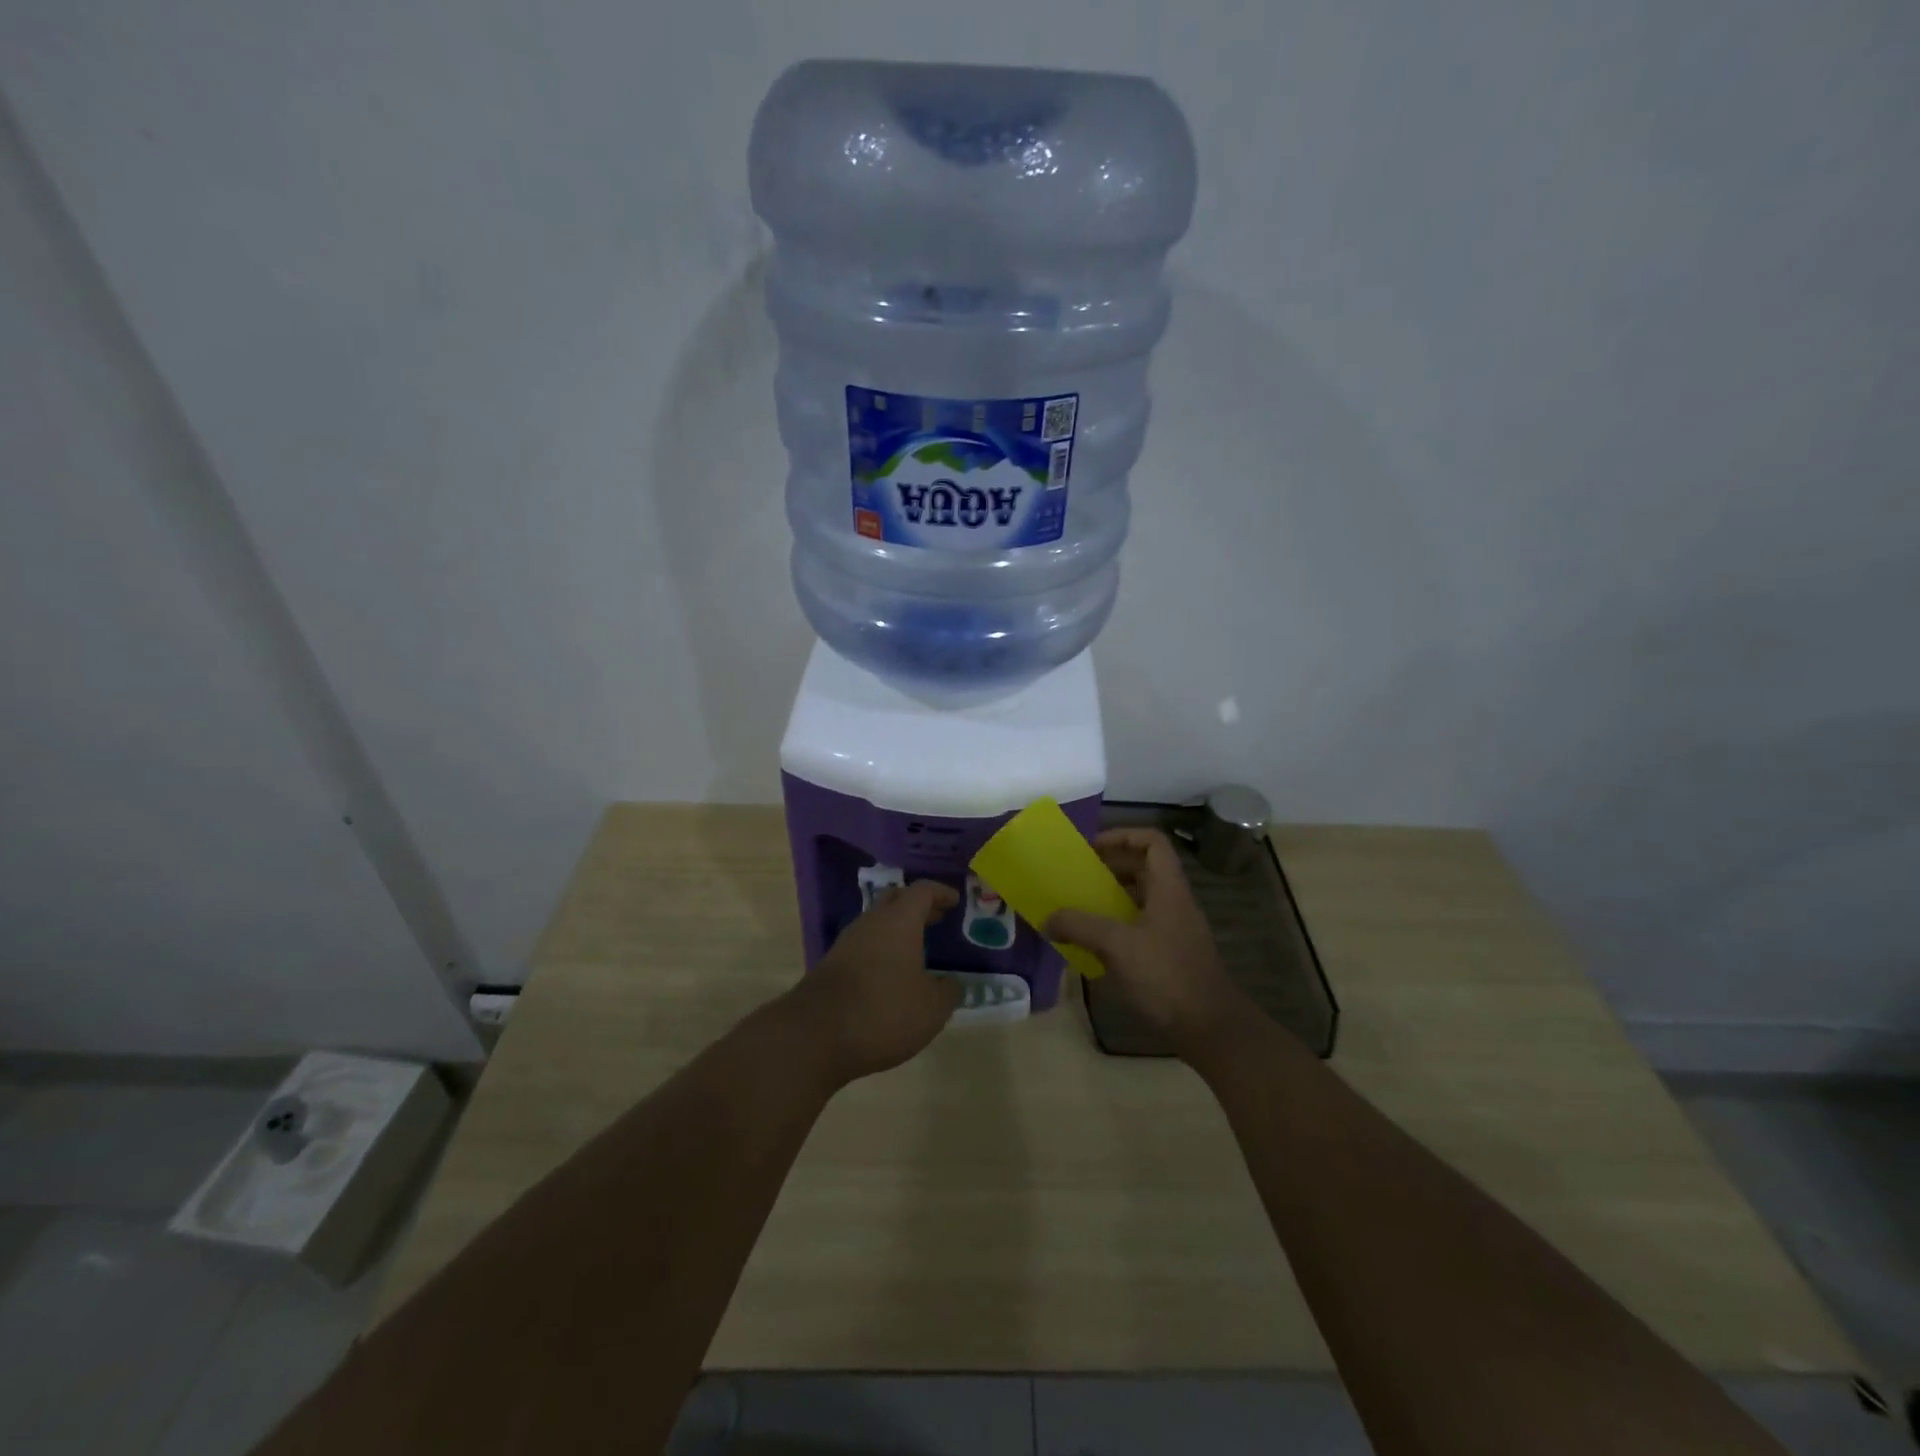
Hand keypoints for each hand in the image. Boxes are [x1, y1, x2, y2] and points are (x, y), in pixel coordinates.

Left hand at [781, 880, 962, 1086]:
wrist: (814, 1036)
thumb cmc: (883, 1012)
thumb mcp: (931, 1009)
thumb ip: (947, 992)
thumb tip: (950, 984)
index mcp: (899, 921)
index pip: (922, 891)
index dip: (940, 892)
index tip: (955, 901)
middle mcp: (871, 922)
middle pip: (895, 899)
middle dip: (917, 906)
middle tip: (936, 917)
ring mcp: (847, 943)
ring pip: (876, 922)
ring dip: (897, 929)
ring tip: (916, 947)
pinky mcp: (831, 966)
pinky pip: (863, 945)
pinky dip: (881, 950)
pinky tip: (890, 973)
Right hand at [1046, 829, 1247, 1060]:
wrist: (1209, 1027)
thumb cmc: (1166, 975)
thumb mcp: (1118, 945)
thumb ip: (1080, 926)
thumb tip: (1047, 918)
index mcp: (1168, 888)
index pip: (1152, 842)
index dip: (1122, 836)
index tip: (1091, 848)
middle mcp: (1173, 902)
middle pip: (1143, 868)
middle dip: (1109, 867)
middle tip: (1077, 877)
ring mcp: (1173, 929)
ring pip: (1140, 898)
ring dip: (1110, 898)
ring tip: (1078, 907)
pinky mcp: (1169, 954)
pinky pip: (1139, 926)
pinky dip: (1116, 926)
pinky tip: (1093, 944)